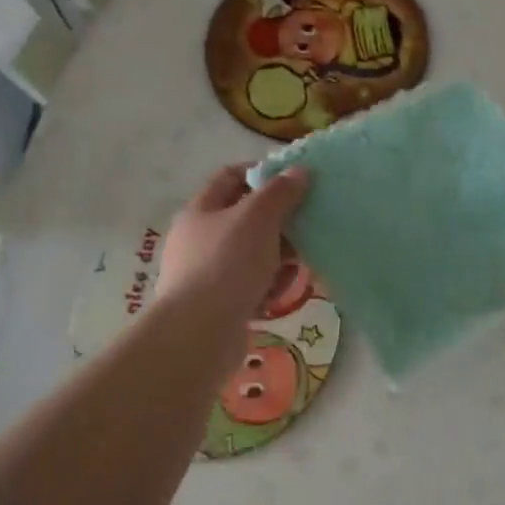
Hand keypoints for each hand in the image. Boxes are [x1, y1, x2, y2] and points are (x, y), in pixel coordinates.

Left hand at [154, 164, 308, 364]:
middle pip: (244, 218)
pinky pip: (249, 285)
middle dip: (278, 221)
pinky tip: (279, 294)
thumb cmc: (227, 264)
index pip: (231, 176)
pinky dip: (267, 286)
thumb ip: (280, 192)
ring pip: (251, 254)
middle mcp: (198, 238)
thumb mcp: (257, 219)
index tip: (294, 179)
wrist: (199, 333)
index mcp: (200, 210)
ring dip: (277, 257)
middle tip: (306, 225)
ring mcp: (205, 273)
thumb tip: (299, 170)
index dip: (262, 172)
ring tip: (299, 266)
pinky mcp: (217, 304)